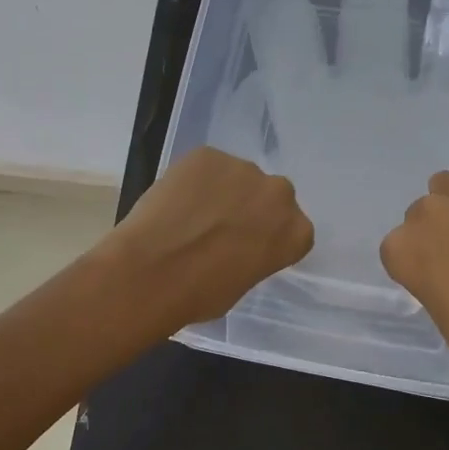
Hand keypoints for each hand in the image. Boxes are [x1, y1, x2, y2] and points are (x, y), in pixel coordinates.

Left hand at [102, 147, 313, 331]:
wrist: (152, 272)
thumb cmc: (200, 294)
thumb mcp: (244, 283)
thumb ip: (255, 256)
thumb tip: (237, 247)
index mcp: (296, 232)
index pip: (292, 229)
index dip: (267, 236)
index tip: (248, 246)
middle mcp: (279, 194)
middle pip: (269, 197)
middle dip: (250, 208)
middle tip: (221, 228)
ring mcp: (243, 169)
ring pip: (236, 177)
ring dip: (222, 191)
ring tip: (191, 215)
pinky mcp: (208, 155)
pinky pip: (206, 166)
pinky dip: (194, 180)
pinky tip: (175, 202)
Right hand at [380, 154, 448, 384]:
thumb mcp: (441, 315)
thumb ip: (432, 282)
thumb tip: (447, 273)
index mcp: (402, 250)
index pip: (396, 246)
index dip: (417, 262)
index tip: (436, 277)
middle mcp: (427, 215)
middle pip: (420, 213)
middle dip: (436, 231)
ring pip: (445, 184)